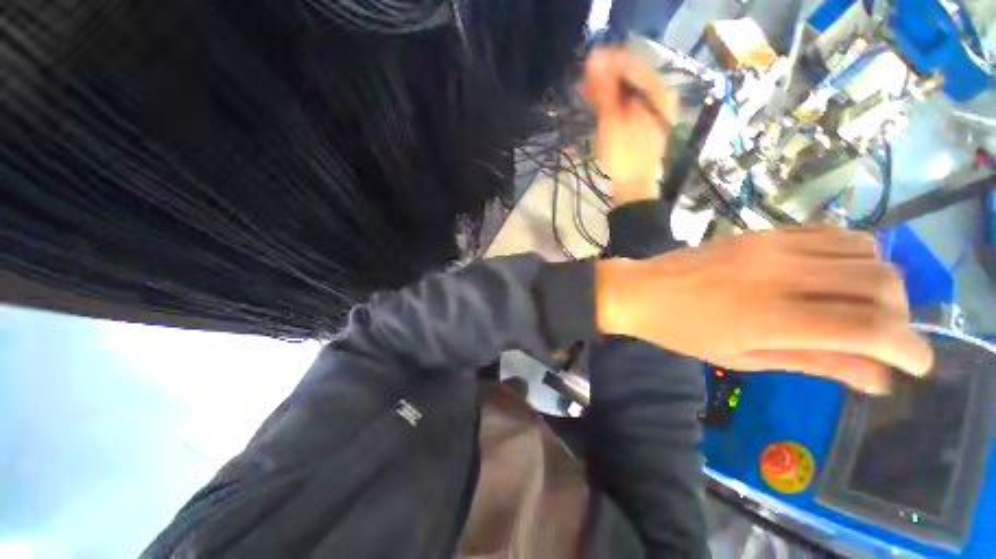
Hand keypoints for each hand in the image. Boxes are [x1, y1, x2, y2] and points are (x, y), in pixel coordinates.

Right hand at [583, 48, 679, 204]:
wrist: (634, 184)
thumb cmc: (623, 154)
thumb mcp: (611, 120)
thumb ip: (605, 89)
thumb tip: (595, 60)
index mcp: (657, 92)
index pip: (632, 65)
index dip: (609, 62)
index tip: (587, 64)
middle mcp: (661, 96)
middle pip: (632, 77)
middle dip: (607, 77)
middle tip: (585, 81)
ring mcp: (656, 109)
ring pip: (630, 91)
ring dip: (609, 90)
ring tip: (588, 93)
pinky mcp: (648, 121)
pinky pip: (631, 104)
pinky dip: (615, 103)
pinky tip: (600, 104)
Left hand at [595, 227, 933, 393]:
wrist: (639, 290)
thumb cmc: (680, 331)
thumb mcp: (742, 357)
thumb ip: (813, 362)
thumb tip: (878, 377)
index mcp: (772, 318)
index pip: (870, 328)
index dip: (909, 349)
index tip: (916, 365)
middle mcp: (781, 275)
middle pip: (881, 283)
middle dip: (899, 315)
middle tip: (881, 336)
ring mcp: (771, 246)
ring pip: (865, 251)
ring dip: (880, 282)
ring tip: (859, 305)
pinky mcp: (760, 231)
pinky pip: (830, 232)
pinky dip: (852, 253)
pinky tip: (835, 274)